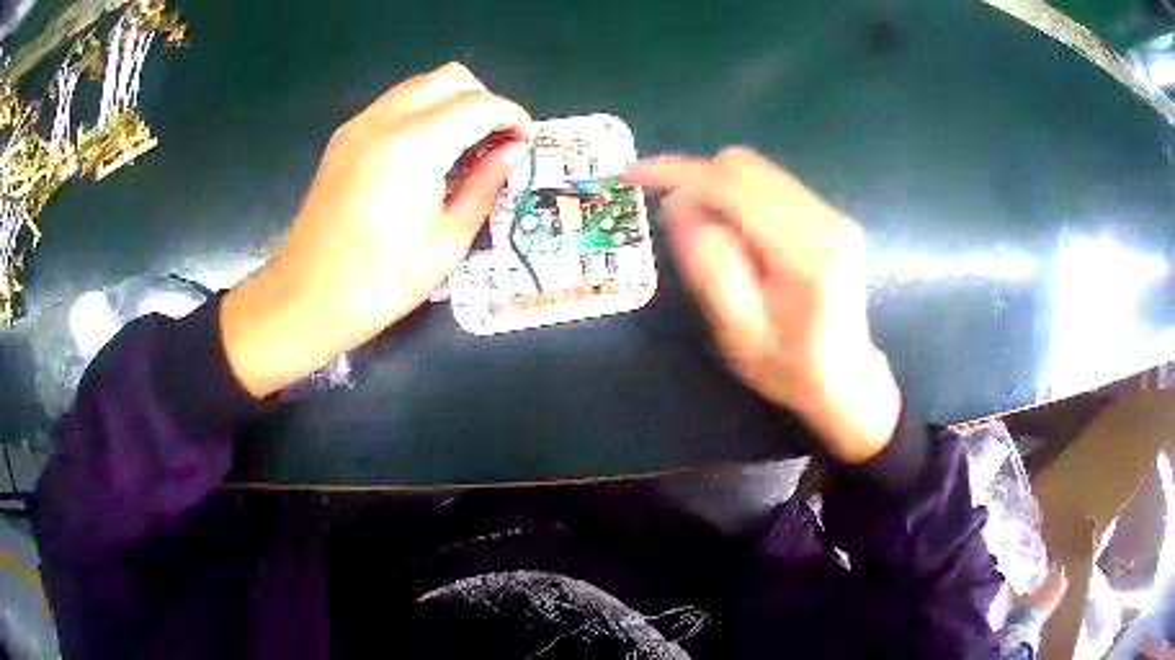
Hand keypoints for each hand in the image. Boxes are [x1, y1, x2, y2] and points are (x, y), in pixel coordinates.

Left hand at [221, 63, 532, 396]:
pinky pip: (392, 104)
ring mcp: (358, 126)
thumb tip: (513, 152)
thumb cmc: (381, 283)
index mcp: (415, 146)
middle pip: (450, 78)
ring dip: (451, 103)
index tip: (524, 142)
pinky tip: (424, 154)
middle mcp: (385, 121)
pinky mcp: (342, 139)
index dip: (511, 117)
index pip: (479, 105)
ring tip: (463, 146)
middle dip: (483, 100)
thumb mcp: (446, 241)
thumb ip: (485, 185)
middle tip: (494, 141)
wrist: (305, 299)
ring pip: (419, 85)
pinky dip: (420, 113)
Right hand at [625, 148, 898, 462]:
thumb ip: (709, 265)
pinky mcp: (828, 214)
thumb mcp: (738, 332)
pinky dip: (737, 196)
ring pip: (756, 171)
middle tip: (670, 217)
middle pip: (744, 167)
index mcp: (806, 252)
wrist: (845, 377)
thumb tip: (678, 203)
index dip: (678, 173)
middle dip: (696, 180)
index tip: (633, 174)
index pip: (733, 185)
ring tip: (704, 233)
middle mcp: (825, 219)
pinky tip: (734, 235)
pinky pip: (769, 185)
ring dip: (716, 189)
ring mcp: (831, 213)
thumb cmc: (790, 367)